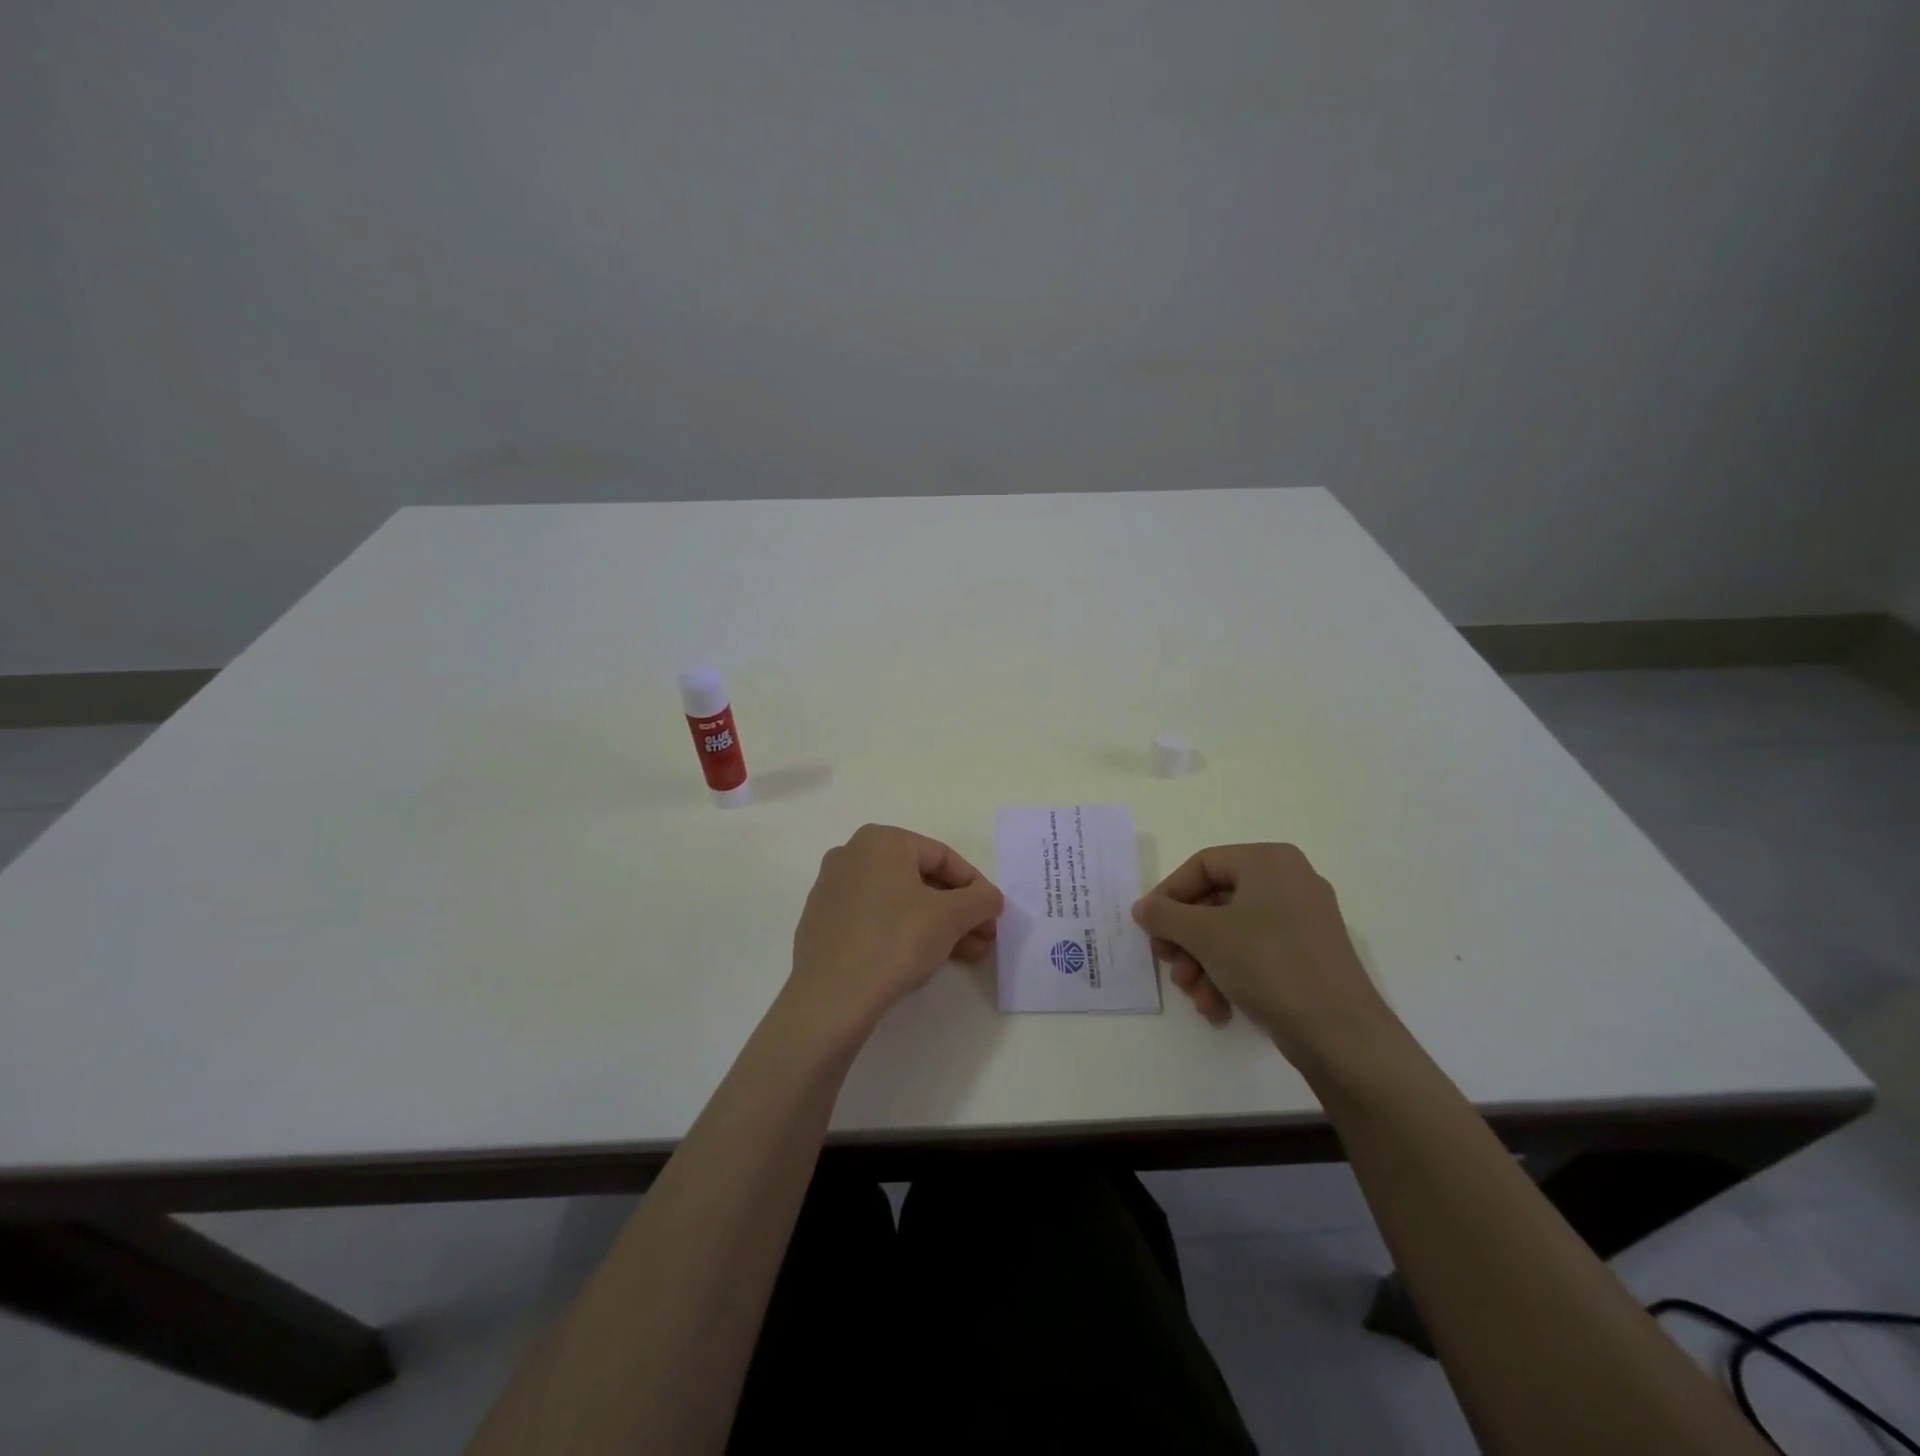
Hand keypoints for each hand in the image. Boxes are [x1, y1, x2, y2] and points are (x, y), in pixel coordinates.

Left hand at [786, 824, 1003, 1037]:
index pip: (942, 857)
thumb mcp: (952, 917)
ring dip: (936, 925)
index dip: (975, 886)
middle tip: (983, 938)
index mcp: (880, 841)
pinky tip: (923, 960)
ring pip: (899, 902)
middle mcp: (851, 855)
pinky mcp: (822, 923)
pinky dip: (903, 933)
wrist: (830, 997)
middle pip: (920, 880)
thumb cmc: (895, 941)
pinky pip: (874, 919)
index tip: (993, 915)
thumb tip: (990, 898)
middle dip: (957, 911)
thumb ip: (981, 899)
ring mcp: (832, 889)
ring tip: (965, 955)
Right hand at [1132, 843, 1398, 1072]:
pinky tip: (1216, 1007)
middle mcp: (1289, 881)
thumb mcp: (1205, 935)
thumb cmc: (1268, 964)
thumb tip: (1143, 908)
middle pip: (1215, 901)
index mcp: (1269, 861)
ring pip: (1231, 932)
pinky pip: (1255, 953)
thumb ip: (1165, 916)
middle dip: (1186, 938)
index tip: (1148, 927)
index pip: (1202, 865)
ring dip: (1202, 963)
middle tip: (1167, 963)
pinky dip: (1229, 975)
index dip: (1168, 895)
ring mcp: (1302, 920)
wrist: (1341, 1033)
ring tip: (1193, 994)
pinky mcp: (1308, 956)